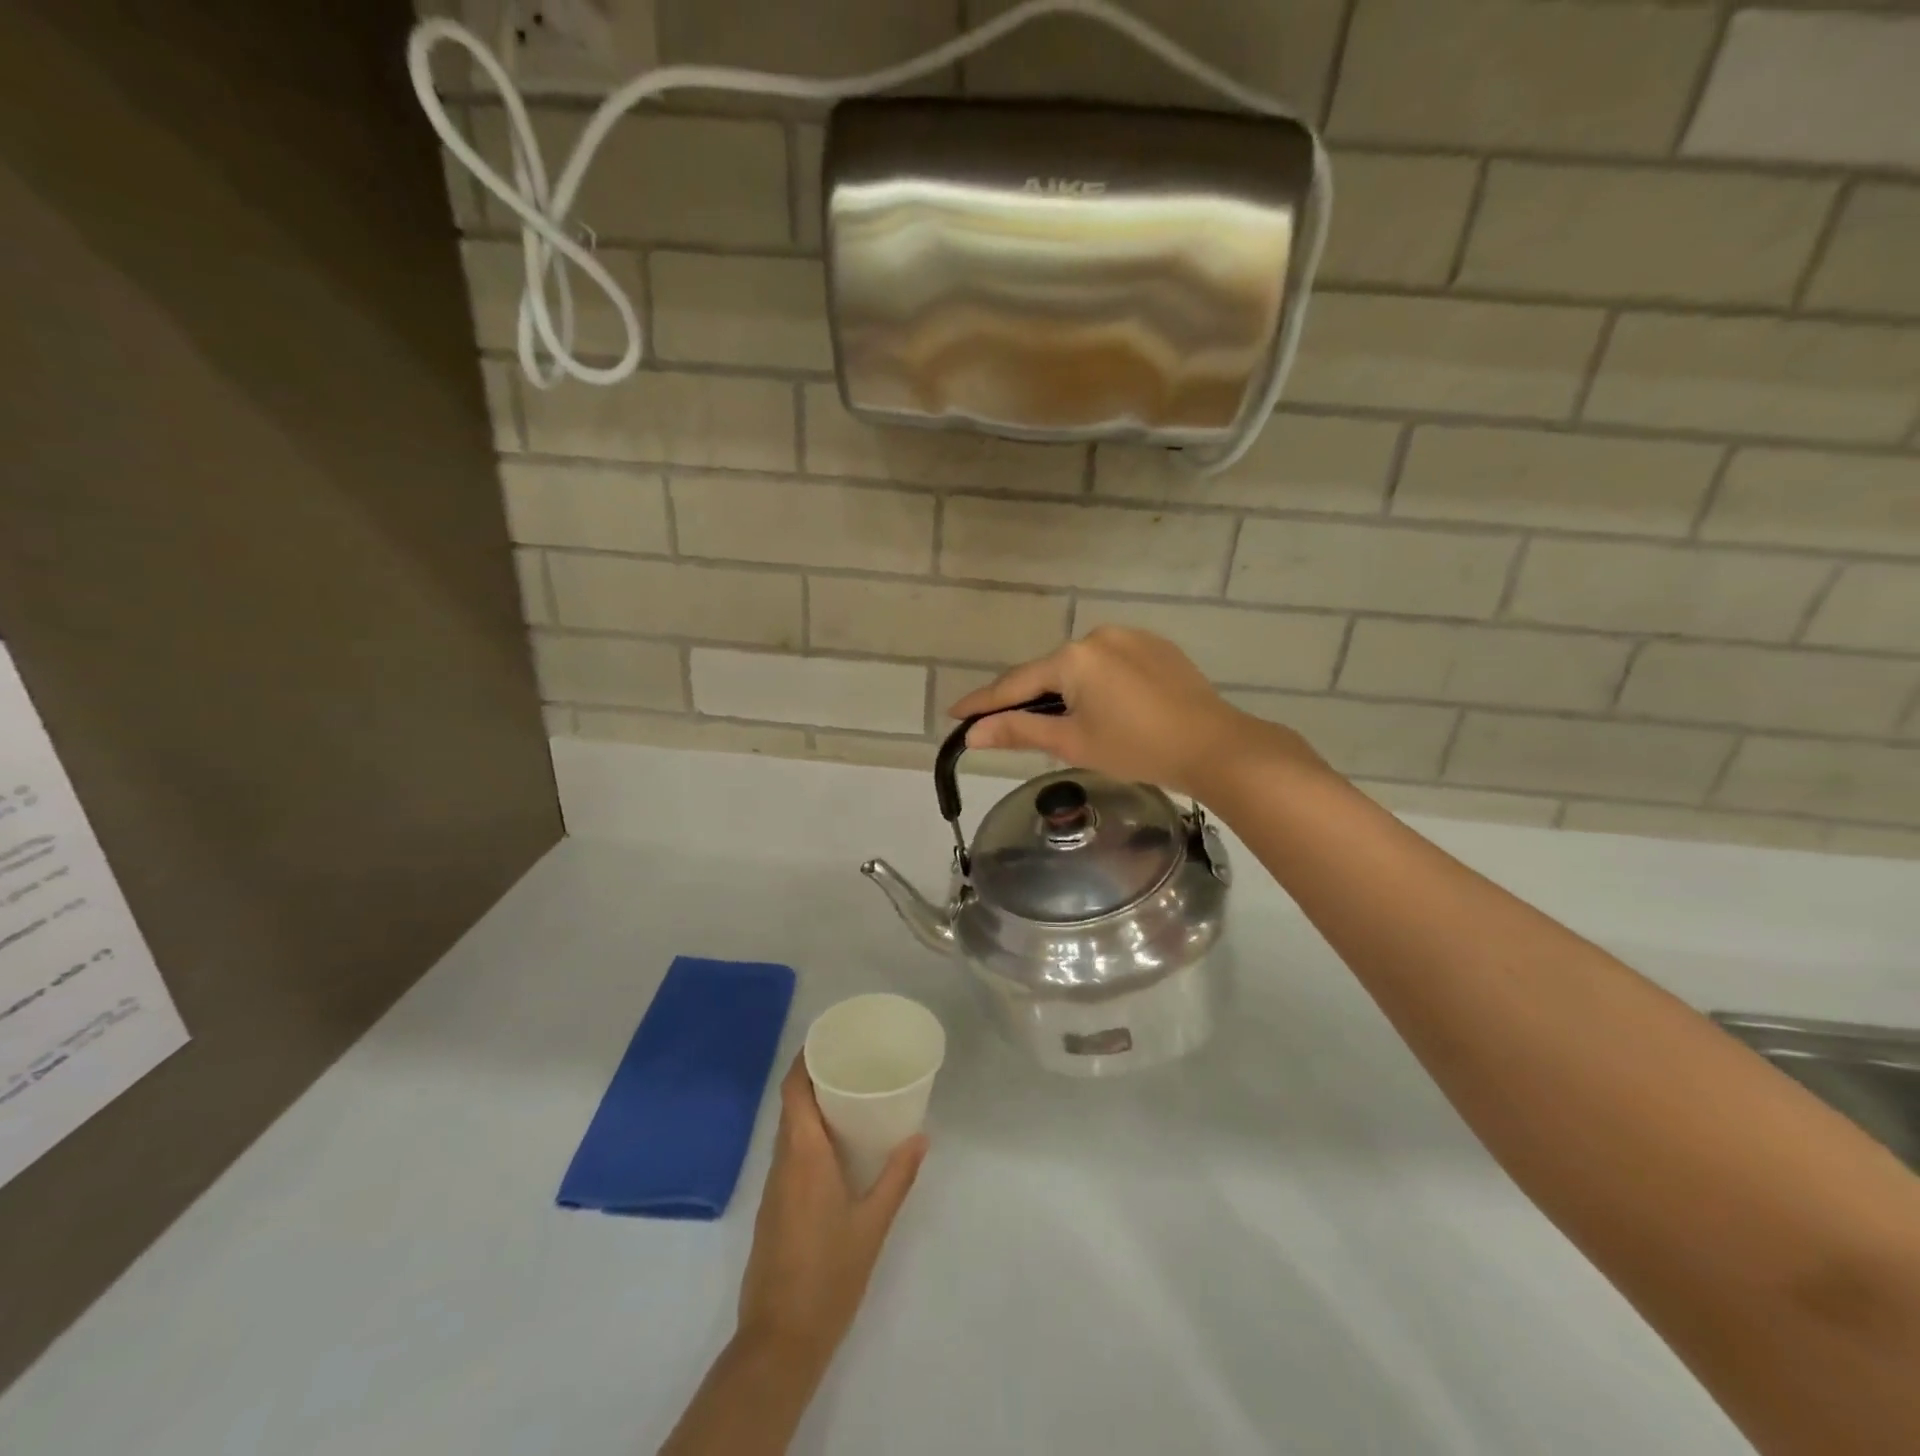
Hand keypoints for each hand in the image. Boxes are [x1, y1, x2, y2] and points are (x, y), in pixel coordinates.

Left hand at [736, 1059, 927, 1371]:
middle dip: (814, 1076)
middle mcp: (783, 1163)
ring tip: (849, 1094)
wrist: (780, 1341)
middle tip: (851, 1060)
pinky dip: (808, 1134)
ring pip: (788, 1130)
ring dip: (811, 1105)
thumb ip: (897, 1177)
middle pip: (790, 1104)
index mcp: (804, 1156)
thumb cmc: (829, 1275)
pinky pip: (789, 1154)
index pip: (794, 1091)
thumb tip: (921, 1137)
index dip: (805, 1059)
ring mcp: (774, 1187)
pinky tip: (836, 1145)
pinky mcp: (773, 1208)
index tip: (830, 1038)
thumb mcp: (872, 1225)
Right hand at [951, 627, 1320, 799]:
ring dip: (1063, 690)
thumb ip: (1019, 732)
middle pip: (1048, 672)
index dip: (984, 703)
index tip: (954, 714)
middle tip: (1006, 725)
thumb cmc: (1137, 748)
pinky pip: (1110, 663)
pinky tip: (1104, 707)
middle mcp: (1097, 636)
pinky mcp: (1155, 646)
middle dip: (1027, 698)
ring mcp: (1130, 637)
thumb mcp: (1072, 742)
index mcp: (1073, 658)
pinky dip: (1095, 683)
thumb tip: (973, 734)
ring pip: (1080, 666)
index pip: (1016, 684)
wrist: (1213, 746)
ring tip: (1061, 721)